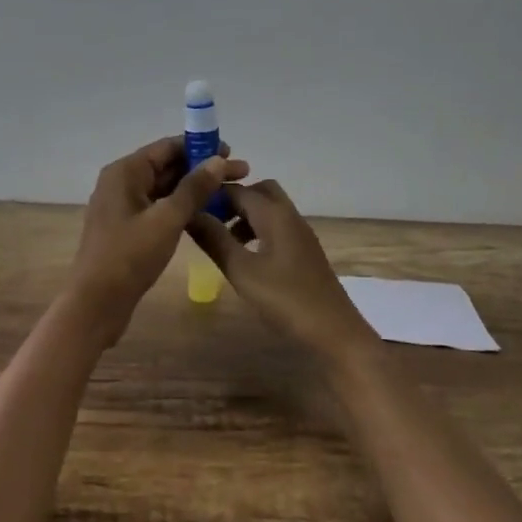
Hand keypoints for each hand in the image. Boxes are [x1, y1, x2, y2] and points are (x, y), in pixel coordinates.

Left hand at [69, 136, 247, 343]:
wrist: (97, 302)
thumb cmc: (130, 256)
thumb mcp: (167, 219)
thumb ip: (194, 188)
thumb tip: (218, 160)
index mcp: (125, 172)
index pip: (167, 147)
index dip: (200, 147)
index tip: (232, 154)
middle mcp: (121, 182)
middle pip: (167, 166)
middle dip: (202, 169)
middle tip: (240, 176)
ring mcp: (122, 206)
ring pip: (164, 189)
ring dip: (194, 190)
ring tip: (229, 194)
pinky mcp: (127, 228)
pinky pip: (158, 207)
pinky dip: (180, 207)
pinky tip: (205, 214)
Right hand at [187, 179, 379, 361]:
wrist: (333, 330)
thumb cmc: (285, 299)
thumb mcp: (241, 270)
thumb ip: (215, 239)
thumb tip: (190, 213)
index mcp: (274, 214)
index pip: (237, 190)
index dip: (212, 194)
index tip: (188, 205)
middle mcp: (290, 216)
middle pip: (259, 192)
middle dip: (232, 200)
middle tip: (209, 220)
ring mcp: (301, 234)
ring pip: (269, 210)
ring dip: (244, 216)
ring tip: (222, 240)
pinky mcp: (305, 252)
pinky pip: (277, 227)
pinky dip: (258, 231)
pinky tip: (246, 257)